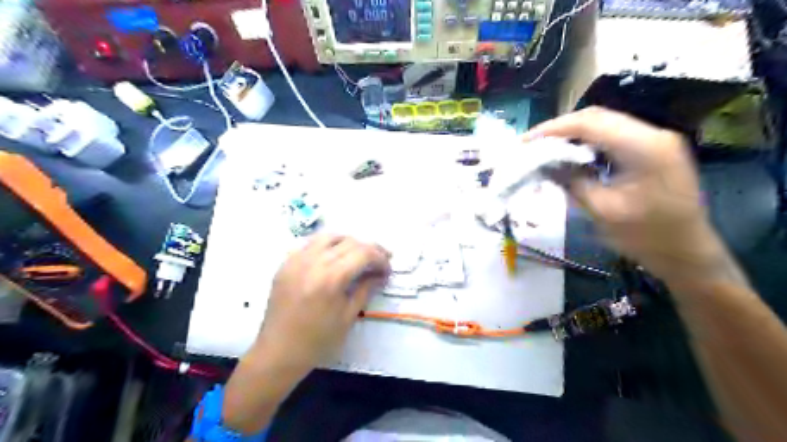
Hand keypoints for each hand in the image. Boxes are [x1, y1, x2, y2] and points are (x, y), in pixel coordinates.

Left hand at [253, 233, 387, 374]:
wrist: (278, 352)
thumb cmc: (317, 341)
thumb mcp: (348, 317)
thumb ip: (365, 289)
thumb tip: (380, 274)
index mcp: (331, 278)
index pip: (363, 253)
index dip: (380, 258)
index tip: (387, 270)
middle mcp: (313, 262)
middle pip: (349, 242)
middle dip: (369, 249)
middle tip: (379, 261)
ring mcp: (297, 260)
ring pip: (329, 237)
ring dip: (348, 243)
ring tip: (357, 256)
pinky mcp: (286, 264)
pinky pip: (310, 244)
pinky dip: (327, 246)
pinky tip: (332, 259)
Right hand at [528, 108, 744, 285]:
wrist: (688, 253)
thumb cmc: (646, 238)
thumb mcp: (602, 211)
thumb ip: (571, 182)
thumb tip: (543, 164)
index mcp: (644, 147)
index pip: (590, 123)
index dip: (553, 128)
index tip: (525, 141)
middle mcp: (652, 134)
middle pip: (597, 117)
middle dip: (560, 128)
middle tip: (532, 145)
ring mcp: (655, 140)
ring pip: (604, 124)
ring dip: (573, 134)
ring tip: (546, 148)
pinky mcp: (653, 149)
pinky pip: (613, 136)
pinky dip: (587, 142)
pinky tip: (571, 154)